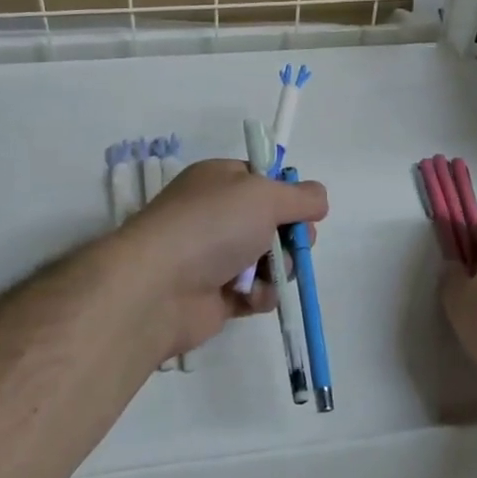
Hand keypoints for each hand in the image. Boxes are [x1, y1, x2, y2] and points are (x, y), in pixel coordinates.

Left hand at [114, 159, 328, 358]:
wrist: (158, 287)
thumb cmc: (212, 226)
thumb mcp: (265, 195)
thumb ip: (301, 196)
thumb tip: (318, 200)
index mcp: (220, 180)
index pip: (263, 180)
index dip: (287, 195)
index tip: (304, 209)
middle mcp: (216, 215)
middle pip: (272, 222)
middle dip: (291, 236)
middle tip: (295, 244)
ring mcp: (214, 256)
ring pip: (268, 260)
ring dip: (278, 269)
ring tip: (271, 275)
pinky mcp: (215, 295)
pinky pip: (254, 292)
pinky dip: (260, 295)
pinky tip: (253, 297)